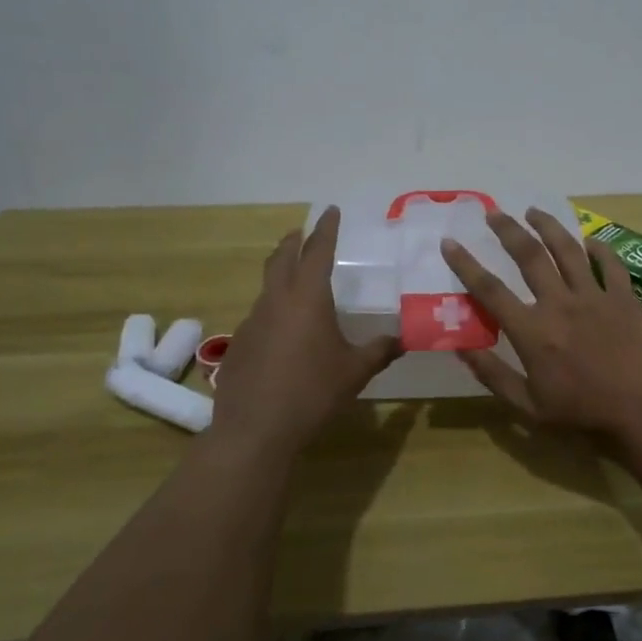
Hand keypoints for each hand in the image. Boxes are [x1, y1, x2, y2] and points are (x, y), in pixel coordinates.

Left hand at [214, 207, 400, 451]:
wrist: (255, 430)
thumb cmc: (313, 392)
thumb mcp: (355, 371)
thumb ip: (379, 351)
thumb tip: (402, 340)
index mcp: (308, 298)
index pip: (318, 251)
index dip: (326, 228)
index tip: (330, 210)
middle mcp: (276, 301)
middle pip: (282, 258)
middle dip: (294, 241)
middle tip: (302, 232)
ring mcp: (252, 322)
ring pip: (267, 287)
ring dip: (281, 275)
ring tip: (296, 282)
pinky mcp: (239, 345)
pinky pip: (259, 316)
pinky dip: (273, 310)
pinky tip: (283, 333)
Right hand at [439, 208, 641, 452]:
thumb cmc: (583, 414)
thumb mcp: (528, 406)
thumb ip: (493, 375)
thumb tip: (460, 349)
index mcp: (532, 331)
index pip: (489, 290)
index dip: (466, 264)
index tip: (450, 242)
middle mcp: (559, 303)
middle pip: (529, 256)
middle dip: (507, 230)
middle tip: (493, 212)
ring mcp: (594, 296)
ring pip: (567, 249)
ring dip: (548, 226)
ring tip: (533, 211)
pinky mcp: (623, 297)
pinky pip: (609, 263)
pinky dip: (599, 248)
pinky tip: (589, 240)